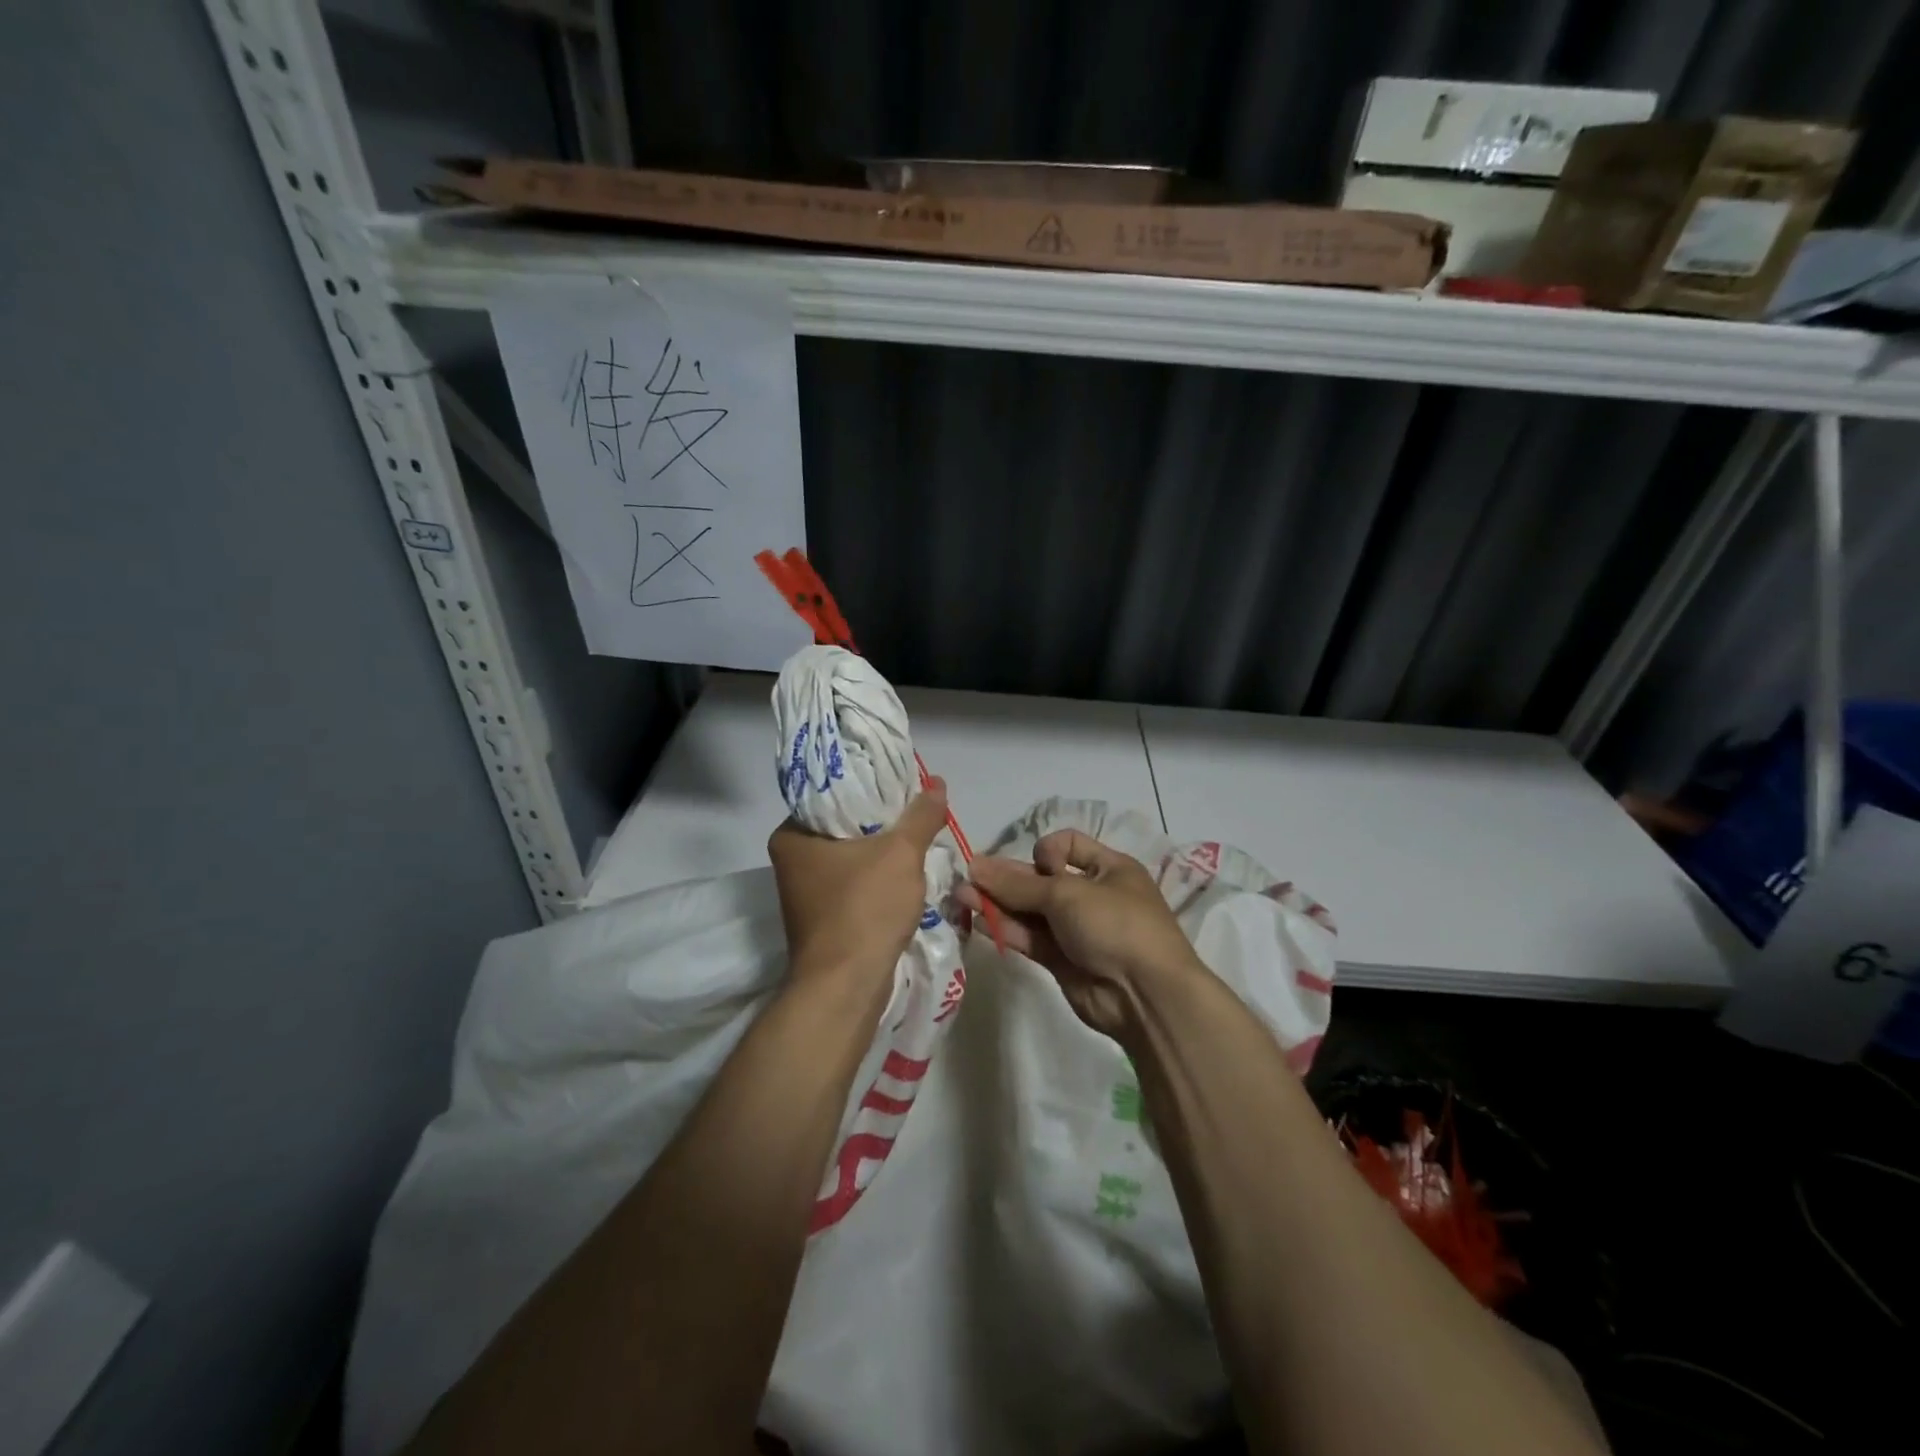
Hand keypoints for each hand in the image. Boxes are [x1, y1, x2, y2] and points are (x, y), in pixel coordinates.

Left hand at [767, 779, 947, 987]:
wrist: (846, 986)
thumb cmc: (864, 908)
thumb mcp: (901, 853)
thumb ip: (921, 816)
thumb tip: (937, 783)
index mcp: (791, 835)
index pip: (831, 792)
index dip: (869, 784)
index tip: (901, 781)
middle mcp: (791, 860)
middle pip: (844, 825)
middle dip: (881, 819)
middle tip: (915, 807)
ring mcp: (805, 892)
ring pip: (851, 855)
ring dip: (882, 850)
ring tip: (917, 834)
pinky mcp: (822, 917)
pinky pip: (854, 882)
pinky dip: (878, 876)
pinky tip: (906, 872)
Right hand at [956, 830, 1208, 1042]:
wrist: (1145, 995)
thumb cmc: (1116, 925)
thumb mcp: (1068, 894)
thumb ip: (1018, 884)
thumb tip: (974, 866)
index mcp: (1108, 868)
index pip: (1067, 845)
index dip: (1045, 852)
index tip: (1040, 868)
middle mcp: (1091, 895)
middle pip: (1041, 879)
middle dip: (1006, 878)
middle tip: (968, 878)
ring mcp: (1076, 929)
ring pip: (1030, 910)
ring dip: (997, 902)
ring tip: (961, 897)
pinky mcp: (1061, 959)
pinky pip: (1029, 937)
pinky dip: (1005, 928)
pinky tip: (976, 919)